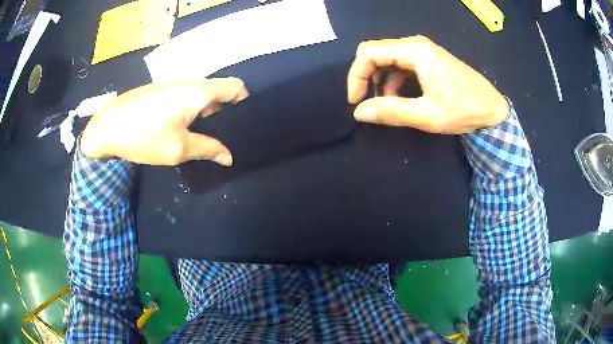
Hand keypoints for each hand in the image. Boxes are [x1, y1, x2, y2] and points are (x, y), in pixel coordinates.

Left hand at [80, 78, 248, 165]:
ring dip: (206, 115)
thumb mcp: (178, 148)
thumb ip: (208, 149)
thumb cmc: (144, 135)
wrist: (107, 126)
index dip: (244, 102)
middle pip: (218, 92)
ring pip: (200, 97)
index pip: (235, 87)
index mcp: (199, 91)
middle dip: (224, 114)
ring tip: (203, 138)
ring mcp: (173, 85)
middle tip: (222, 138)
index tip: (243, 123)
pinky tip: (181, 131)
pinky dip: (191, 112)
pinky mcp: (160, 91)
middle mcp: (189, 82)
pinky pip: (185, 98)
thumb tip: (229, 157)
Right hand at [347, 36, 508, 133]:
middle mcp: (415, 45)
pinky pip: (401, 66)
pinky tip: (400, 99)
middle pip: (376, 53)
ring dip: (380, 82)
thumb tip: (359, 112)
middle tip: (366, 103)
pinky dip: (394, 82)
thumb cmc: (464, 110)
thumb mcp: (427, 115)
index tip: (356, 101)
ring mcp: (423, 52)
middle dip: (366, 78)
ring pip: (388, 60)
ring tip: (385, 105)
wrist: (493, 110)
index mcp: (414, 51)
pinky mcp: (428, 61)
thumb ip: (392, 111)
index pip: (369, 52)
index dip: (356, 75)